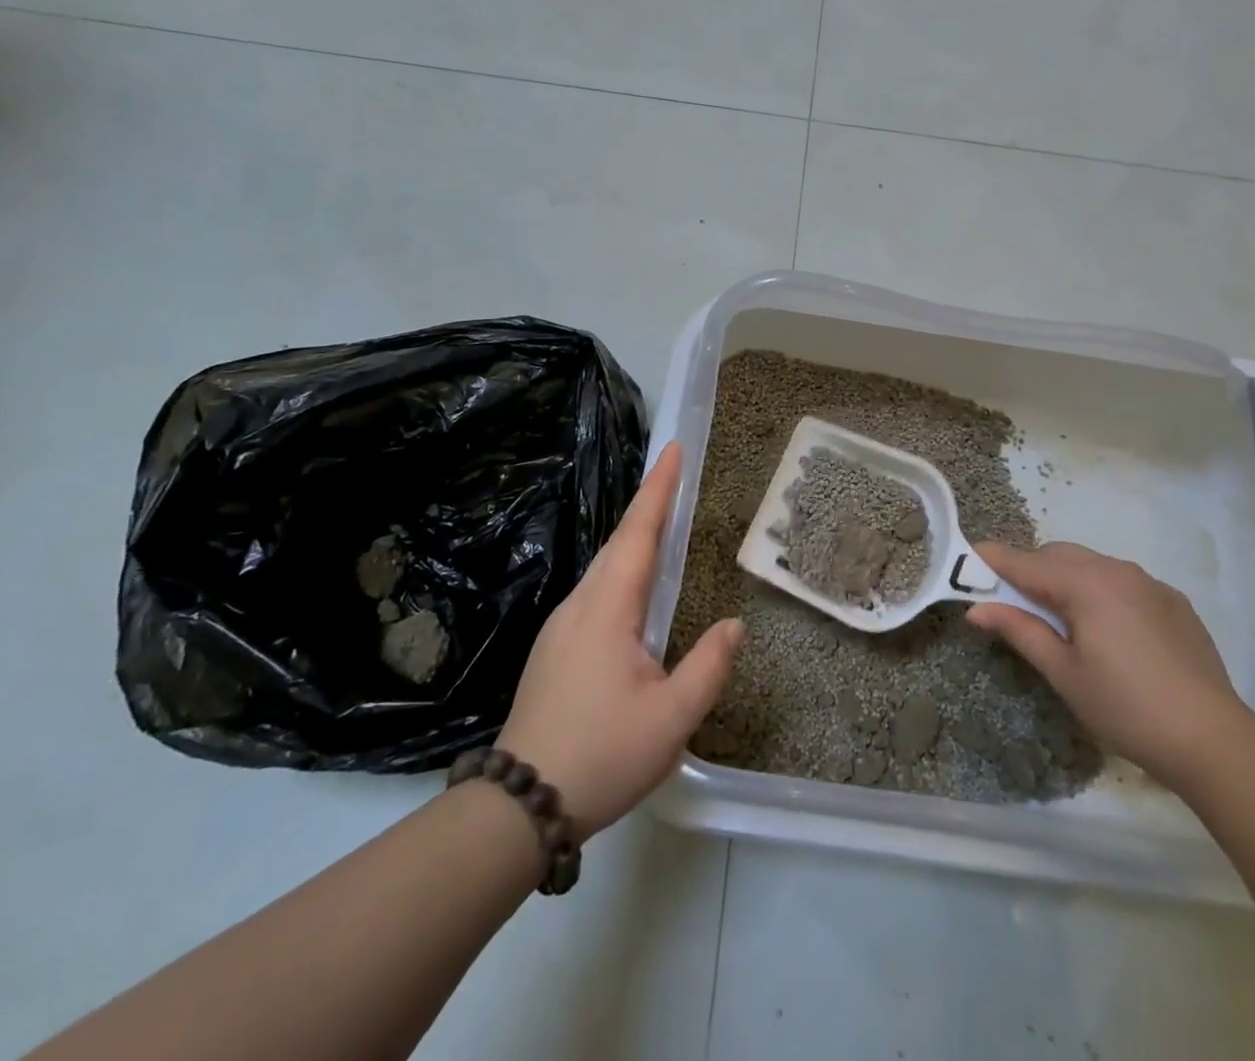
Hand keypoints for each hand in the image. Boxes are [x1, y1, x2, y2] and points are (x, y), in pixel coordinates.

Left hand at [498, 443, 742, 838]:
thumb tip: (734, 624)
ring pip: (603, 568)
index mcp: (608, 608)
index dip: (657, 490)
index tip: (671, 450)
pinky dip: (620, 570)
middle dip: (647, 505)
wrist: (520, 803)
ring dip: (633, 538)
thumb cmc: (602, 754)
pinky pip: (595, 592)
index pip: (638, 534)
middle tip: (674, 476)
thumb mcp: (671, 719)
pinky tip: (633, 589)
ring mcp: (561, 627)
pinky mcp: (555, 649)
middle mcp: (580, 605)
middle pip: (618, 542)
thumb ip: (708, 666)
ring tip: (662, 524)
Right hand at [967, 541, 1252, 786]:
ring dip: (1064, 578)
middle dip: (1029, 570)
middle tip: (1010, 602)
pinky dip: (1099, 590)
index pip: (1025, 562)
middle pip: (1057, 555)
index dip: (991, 560)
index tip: (964, 561)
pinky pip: (1121, 581)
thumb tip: (977, 608)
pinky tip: (1105, 630)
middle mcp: (1116, 570)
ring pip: (1090, 564)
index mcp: (1085, 584)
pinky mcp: (1172, 601)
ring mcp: (1149, 583)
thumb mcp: (1063, 673)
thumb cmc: (1126, 708)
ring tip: (1058, 618)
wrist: (1214, 741)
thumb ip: (1019, 630)